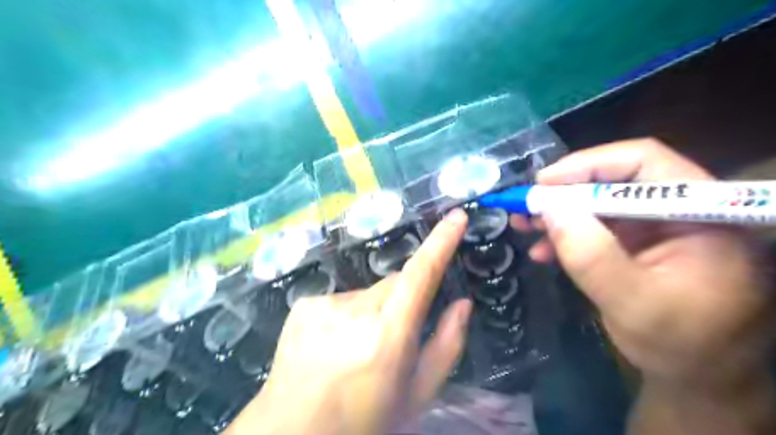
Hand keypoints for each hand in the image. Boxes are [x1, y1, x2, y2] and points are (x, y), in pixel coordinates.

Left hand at [228, 209, 471, 434]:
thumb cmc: (366, 419)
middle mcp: (355, 311)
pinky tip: (334, 344)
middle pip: (395, 284)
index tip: (456, 217)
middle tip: (395, 335)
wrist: (294, 432)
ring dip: (374, 311)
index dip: (441, 243)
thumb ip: (446, 344)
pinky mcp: (305, 305)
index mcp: (388, 335)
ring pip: (368, 293)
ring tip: (360, 347)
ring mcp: (325, 305)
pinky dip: (347, 315)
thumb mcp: (417, 394)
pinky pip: (341, 300)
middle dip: (404, 300)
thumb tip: (463, 303)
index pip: (420, 275)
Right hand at [513, 139, 771, 387]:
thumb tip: (548, 207)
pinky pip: (595, 227)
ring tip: (524, 226)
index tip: (542, 183)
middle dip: (563, 193)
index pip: (643, 163)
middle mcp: (679, 210)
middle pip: (614, 180)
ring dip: (558, 214)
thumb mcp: (631, 302)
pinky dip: (566, 236)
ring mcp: (656, 227)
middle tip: (524, 206)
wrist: (695, 376)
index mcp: (700, 214)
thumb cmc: (677, 344)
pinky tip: (544, 251)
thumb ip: (591, 255)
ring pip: (598, 203)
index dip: (588, 165)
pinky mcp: (637, 243)